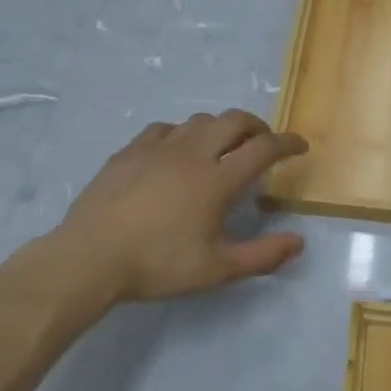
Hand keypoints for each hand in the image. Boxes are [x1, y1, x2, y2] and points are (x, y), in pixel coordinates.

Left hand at [53, 110, 307, 305]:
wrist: (91, 257)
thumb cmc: (158, 264)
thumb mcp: (217, 269)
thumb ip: (262, 255)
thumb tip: (299, 242)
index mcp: (218, 179)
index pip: (263, 148)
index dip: (287, 143)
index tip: (299, 145)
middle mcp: (193, 153)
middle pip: (234, 121)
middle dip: (256, 126)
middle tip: (263, 142)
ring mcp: (158, 147)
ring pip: (199, 121)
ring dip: (220, 128)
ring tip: (222, 147)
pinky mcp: (130, 151)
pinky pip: (165, 129)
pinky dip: (182, 134)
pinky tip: (176, 151)